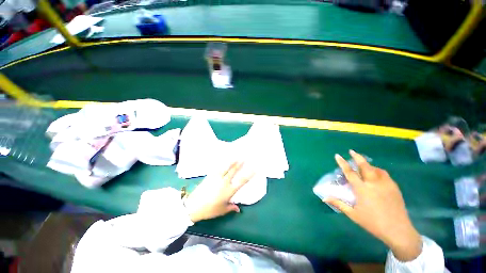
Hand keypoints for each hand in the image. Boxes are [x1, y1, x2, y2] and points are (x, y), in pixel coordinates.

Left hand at [184, 162, 253, 222]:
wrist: (193, 206)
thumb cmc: (209, 210)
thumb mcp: (222, 210)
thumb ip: (231, 208)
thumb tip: (238, 209)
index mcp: (229, 191)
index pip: (242, 181)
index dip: (249, 174)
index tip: (254, 168)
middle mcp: (224, 182)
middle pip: (234, 171)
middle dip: (240, 163)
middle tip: (245, 157)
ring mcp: (216, 177)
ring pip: (226, 167)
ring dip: (232, 161)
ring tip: (236, 156)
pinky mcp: (210, 176)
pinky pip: (217, 168)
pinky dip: (222, 163)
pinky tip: (223, 161)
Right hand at [325, 150, 421, 261]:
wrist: (398, 230)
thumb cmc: (373, 223)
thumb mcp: (353, 214)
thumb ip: (339, 204)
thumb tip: (324, 198)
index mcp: (362, 189)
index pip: (350, 172)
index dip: (342, 163)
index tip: (337, 155)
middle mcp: (374, 183)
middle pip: (365, 166)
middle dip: (357, 157)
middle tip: (352, 151)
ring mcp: (386, 184)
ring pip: (376, 169)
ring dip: (368, 164)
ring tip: (364, 164)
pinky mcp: (394, 187)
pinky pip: (384, 174)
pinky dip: (378, 171)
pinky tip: (376, 175)